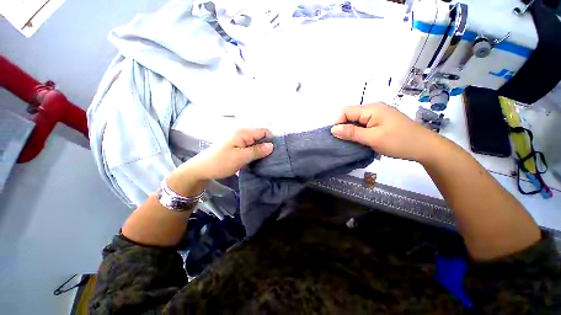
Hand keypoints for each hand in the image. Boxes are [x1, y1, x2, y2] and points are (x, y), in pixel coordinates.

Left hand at [176, 128, 273, 180]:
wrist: (202, 169)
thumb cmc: (221, 162)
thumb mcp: (241, 157)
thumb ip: (257, 151)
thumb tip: (272, 146)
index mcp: (243, 133)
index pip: (264, 131)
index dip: (271, 140)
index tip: (276, 152)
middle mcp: (243, 134)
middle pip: (261, 137)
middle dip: (267, 146)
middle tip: (272, 158)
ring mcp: (240, 140)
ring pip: (256, 143)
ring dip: (261, 151)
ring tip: (266, 161)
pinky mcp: (238, 147)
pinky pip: (251, 148)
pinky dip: (256, 153)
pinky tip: (258, 160)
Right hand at [330, 102, 440, 162]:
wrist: (426, 147)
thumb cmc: (399, 142)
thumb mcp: (372, 138)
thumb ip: (352, 133)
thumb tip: (333, 129)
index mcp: (371, 108)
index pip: (346, 111)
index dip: (337, 122)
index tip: (336, 137)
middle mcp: (374, 108)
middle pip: (351, 115)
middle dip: (344, 127)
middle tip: (344, 142)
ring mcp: (379, 115)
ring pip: (357, 121)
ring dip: (352, 131)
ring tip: (352, 142)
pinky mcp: (382, 121)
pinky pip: (365, 124)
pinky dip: (360, 132)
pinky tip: (361, 140)